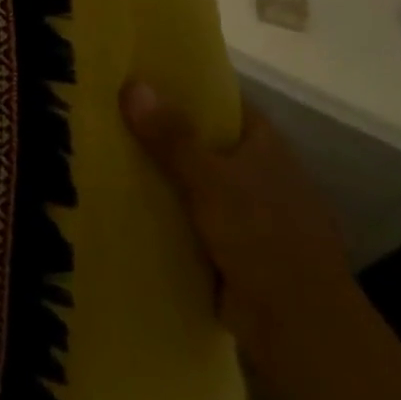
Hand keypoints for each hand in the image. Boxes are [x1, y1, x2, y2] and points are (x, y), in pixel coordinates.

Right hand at [121, 80, 365, 390]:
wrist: (295, 322)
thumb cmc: (261, 235)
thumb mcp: (210, 179)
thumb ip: (171, 136)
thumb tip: (132, 84)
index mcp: (266, 147)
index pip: (224, 103)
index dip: (187, 88)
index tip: (139, 77)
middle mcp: (261, 173)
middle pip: (205, 141)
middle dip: (163, 132)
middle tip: (108, 115)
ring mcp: (250, 213)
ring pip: (196, 181)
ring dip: (162, 174)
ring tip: (105, 154)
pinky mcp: (234, 247)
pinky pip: (191, 217)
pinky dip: (166, 211)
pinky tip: (126, 204)